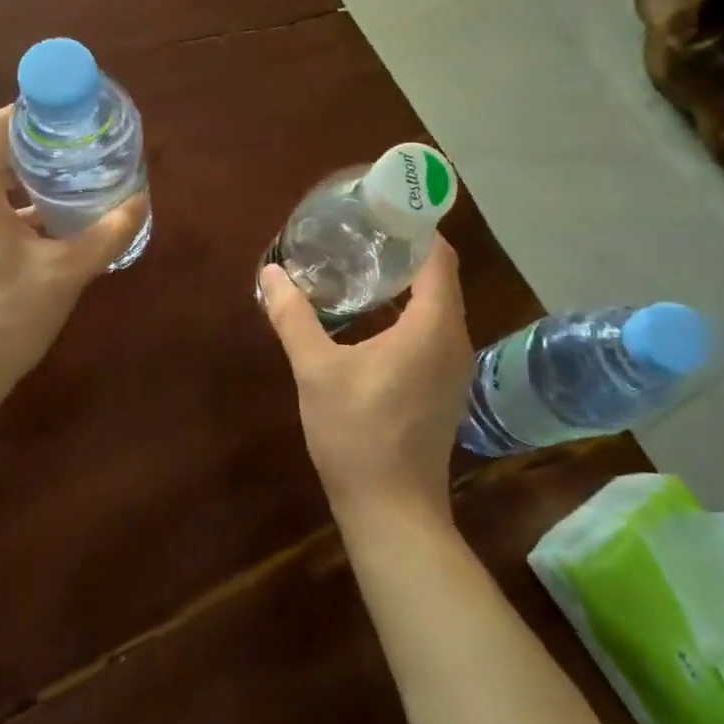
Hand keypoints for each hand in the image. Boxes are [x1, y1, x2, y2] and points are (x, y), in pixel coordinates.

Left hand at [0, 106, 147, 400]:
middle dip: (34, 151)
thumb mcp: (65, 274)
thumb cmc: (4, 319)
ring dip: (20, 185)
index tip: (70, 117)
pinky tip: (38, 233)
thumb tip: (140, 202)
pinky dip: (3, 210)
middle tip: (78, 154)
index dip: (32, 113)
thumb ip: (106, 235)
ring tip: (64, 189)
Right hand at [259, 237, 474, 524]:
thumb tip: (270, 274)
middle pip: (438, 277)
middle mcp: (454, 340)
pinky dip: (407, 312)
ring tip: (359, 267)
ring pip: (436, 306)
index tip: (378, 211)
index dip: (414, 228)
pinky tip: (369, 318)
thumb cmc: (357, 435)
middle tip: (359, 234)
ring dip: (404, 284)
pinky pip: (432, 331)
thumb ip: (293, 318)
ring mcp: (453, 367)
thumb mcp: (316, 371)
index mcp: (433, 327)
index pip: (438, 257)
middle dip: (402, 252)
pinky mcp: (444, 387)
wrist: (393, 512)